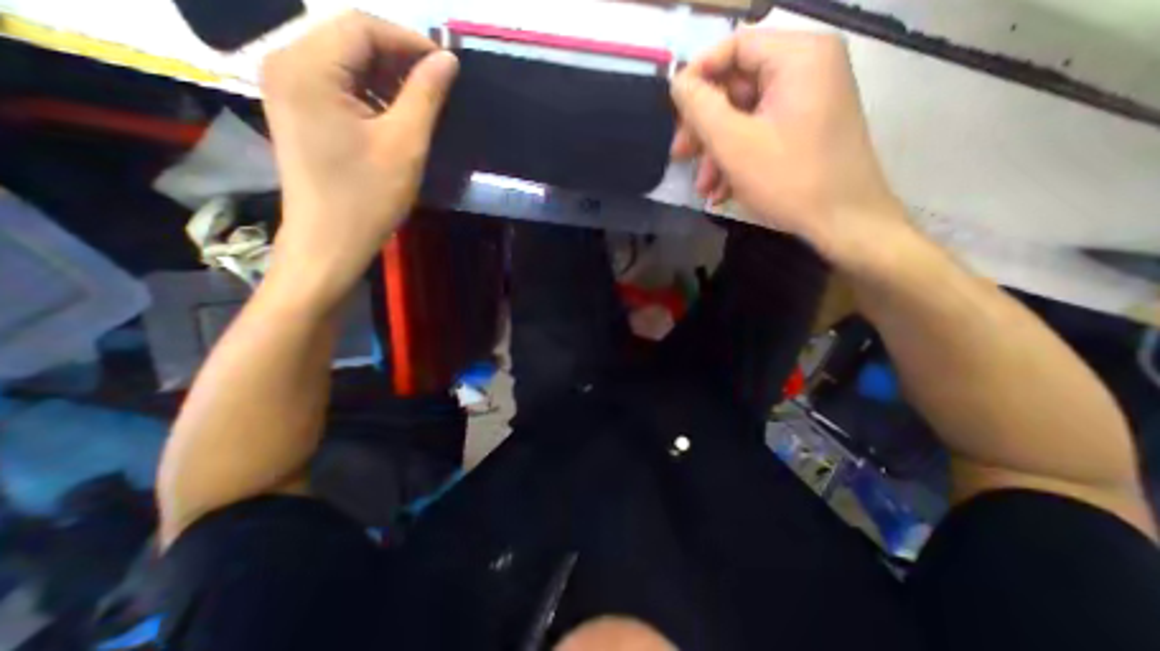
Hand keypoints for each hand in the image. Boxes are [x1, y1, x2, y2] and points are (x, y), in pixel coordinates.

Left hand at [261, 12, 456, 308]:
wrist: (330, 240)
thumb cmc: (368, 196)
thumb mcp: (405, 144)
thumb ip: (425, 95)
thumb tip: (447, 61)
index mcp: (307, 67)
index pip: (362, 27)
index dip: (410, 40)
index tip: (448, 66)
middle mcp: (286, 63)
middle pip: (349, 39)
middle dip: (399, 58)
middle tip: (439, 86)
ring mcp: (287, 86)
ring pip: (345, 61)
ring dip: (387, 77)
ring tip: (422, 102)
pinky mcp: (297, 109)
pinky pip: (338, 84)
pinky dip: (371, 93)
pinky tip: (395, 115)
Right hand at [677, 31, 910, 263]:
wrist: (843, 222)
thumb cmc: (789, 179)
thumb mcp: (734, 143)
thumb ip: (701, 108)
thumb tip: (678, 83)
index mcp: (798, 57)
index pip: (734, 46)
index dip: (697, 76)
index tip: (673, 112)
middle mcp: (806, 70)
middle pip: (736, 87)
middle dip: (704, 128)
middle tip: (680, 156)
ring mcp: (806, 102)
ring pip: (743, 117)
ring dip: (716, 152)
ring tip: (703, 188)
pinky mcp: (803, 130)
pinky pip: (759, 134)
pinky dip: (736, 160)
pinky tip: (721, 191)